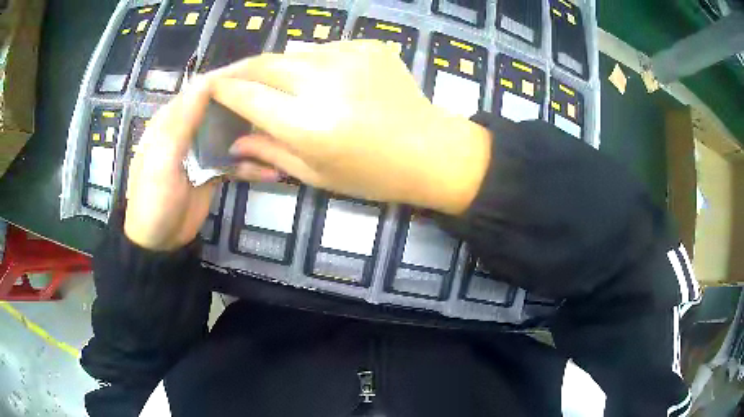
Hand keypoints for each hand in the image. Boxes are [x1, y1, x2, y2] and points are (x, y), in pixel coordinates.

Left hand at [124, 78, 277, 250]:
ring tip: (283, 134)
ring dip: (254, 135)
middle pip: (221, 107)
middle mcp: (188, 130)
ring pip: (231, 133)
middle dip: (247, 102)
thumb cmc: (154, 200)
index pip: (202, 88)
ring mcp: (202, 151)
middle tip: (281, 99)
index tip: (261, 73)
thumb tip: (208, 79)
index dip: (228, 78)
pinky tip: (273, 171)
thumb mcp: (163, 159)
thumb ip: (182, 121)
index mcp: (172, 120)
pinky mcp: (213, 171)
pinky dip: (252, 165)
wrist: (158, 244)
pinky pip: (236, 161)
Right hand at [211, 40, 490, 214]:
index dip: (223, 90)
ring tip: (275, 84)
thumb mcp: (315, 174)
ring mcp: (349, 57)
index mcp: (308, 124)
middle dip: (240, 70)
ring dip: (275, 67)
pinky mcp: (367, 46)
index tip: (210, 89)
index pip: (247, 95)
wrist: (431, 150)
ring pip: (291, 52)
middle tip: (230, 80)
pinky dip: (309, 62)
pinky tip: (320, 80)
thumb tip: (234, 140)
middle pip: (263, 63)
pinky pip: (322, 49)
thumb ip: (269, 152)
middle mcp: (323, 83)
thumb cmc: (372, 174)